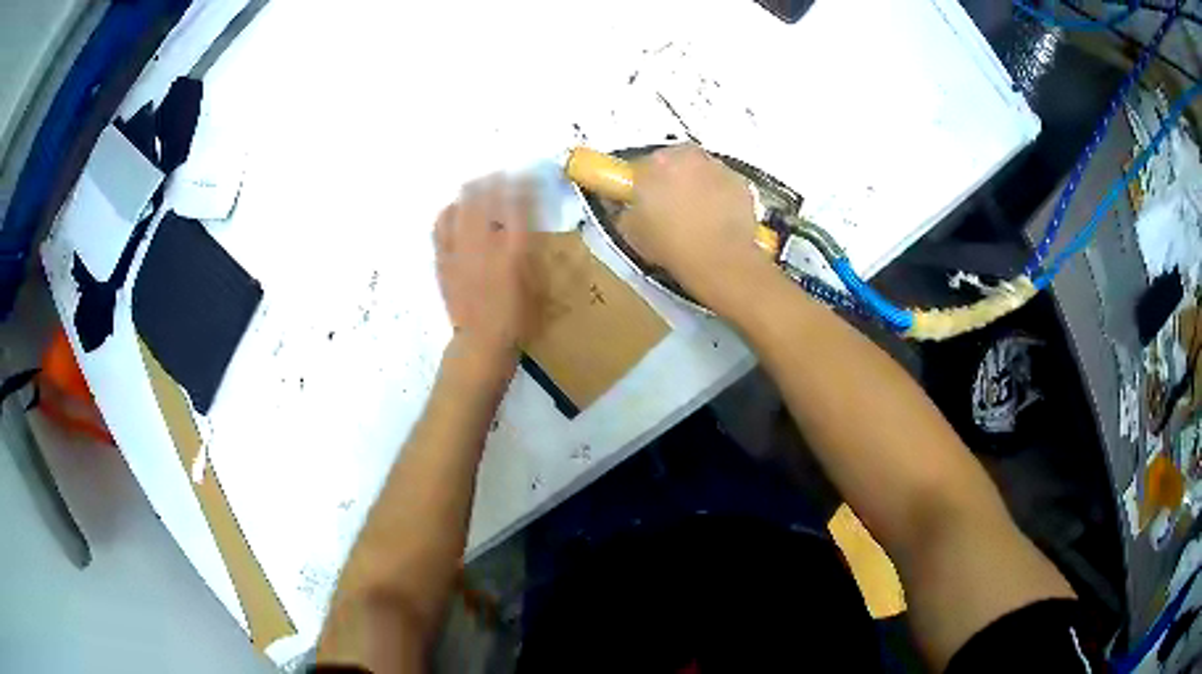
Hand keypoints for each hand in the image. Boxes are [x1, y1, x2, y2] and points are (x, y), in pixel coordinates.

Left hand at [434, 176, 533, 365]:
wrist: (482, 342)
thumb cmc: (518, 317)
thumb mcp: (537, 282)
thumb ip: (531, 248)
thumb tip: (526, 222)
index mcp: (513, 249)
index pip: (518, 203)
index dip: (524, 184)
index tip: (530, 177)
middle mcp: (484, 243)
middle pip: (485, 196)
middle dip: (495, 180)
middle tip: (503, 177)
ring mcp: (459, 250)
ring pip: (460, 206)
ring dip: (471, 192)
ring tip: (478, 187)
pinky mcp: (443, 260)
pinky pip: (440, 226)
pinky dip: (449, 212)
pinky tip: (454, 211)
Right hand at [615, 144, 773, 313]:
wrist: (719, 259)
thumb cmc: (671, 243)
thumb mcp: (631, 232)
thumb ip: (626, 212)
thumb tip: (629, 209)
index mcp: (655, 162)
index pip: (642, 165)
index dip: (642, 184)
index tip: (643, 200)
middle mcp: (688, 156)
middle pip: (676, 163)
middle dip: (672, 181)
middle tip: (669, 210)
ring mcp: (718, 168)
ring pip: (703, 173)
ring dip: (698, 188)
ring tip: (695, 219)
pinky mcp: (742, 184)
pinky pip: (726, 187)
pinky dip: (722, 199)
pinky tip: (716, 223)